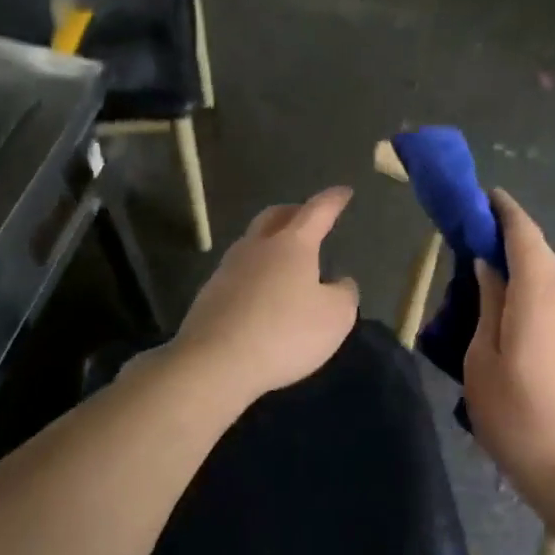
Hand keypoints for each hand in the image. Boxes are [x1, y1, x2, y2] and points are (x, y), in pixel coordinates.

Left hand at [173, 186, 360, 404]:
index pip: (317, 211)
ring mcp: (228, 269)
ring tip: (287, 258)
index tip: (344, 192)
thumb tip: (340, 282)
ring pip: (253, 243)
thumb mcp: (335, 317)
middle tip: (309, 217)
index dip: (333, 200)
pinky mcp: (210, 295)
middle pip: (275, 217)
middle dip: (295, 212)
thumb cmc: (285, 333)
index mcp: (292, 244)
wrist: (215, 363)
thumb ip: (344, 294)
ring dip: (271, 242)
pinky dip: (256, 273)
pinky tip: (263, 293)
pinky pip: (239, 272)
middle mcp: (257, 247)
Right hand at [465, 189, 554, 496]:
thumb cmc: (517, 415)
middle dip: (508, 235)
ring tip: (482, 269)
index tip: (482, 195)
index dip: (504, 210)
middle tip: (471, 232)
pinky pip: (553, 299)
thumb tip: (488, 265)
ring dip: (518, 264)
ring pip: (547, 277)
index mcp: (541, 294)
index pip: (525, 234)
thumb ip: (488, 303)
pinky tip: (505, 306)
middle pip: (539, 252)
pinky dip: (529, 288)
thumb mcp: (482, 358)